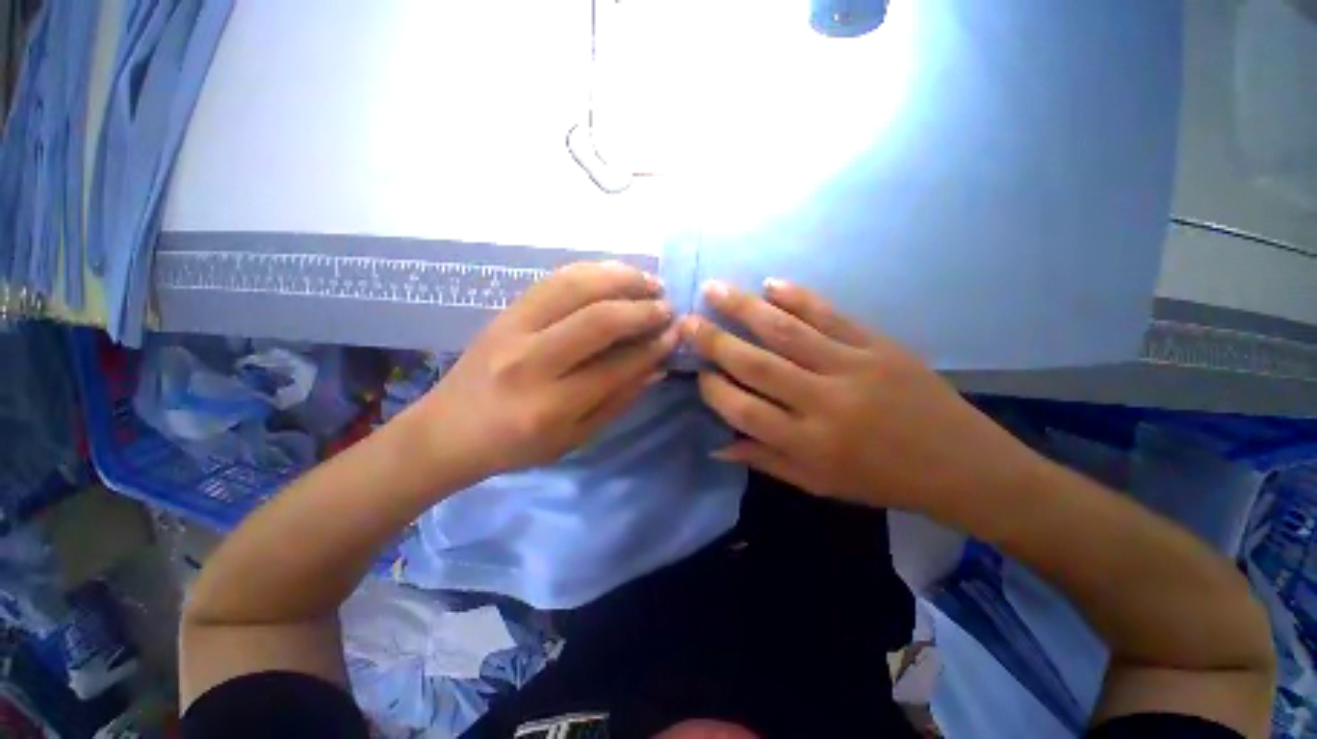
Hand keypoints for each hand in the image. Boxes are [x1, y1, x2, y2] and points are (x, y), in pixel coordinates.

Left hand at [413, 261, 677, 482]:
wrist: (448, 429)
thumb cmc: (516, 446)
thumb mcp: (575, 438)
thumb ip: (619, 400)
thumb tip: (657, 365)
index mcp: (550, 406)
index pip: (616, 366)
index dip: (652, 347)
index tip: (675, 334)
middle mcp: (530, 362)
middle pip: (598, 319)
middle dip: (642, 309)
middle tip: (667, 307)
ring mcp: (512, 328)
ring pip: (575, 286)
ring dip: (620, 278)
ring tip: (649, 282)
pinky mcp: (505, 310)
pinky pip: (554, 278)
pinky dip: (592, 270)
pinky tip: (615, 274)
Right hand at [681, 279, 1042, 509]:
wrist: (962, 464)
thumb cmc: (882, 480)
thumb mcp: (818, 484)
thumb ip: (765, 459)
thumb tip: (716, 446)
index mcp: (808, 443)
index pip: (743, 410)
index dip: (714, 389)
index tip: (699, 373)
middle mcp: (823, 402)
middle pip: (756, 364)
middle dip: (714, 341)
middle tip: (686, 321)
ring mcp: (852, 367)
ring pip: (786, 332)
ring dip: (745, 308)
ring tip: (715, 289)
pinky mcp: (878, 345)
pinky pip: (830, 315)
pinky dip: (798, 297)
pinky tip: (771, 284)